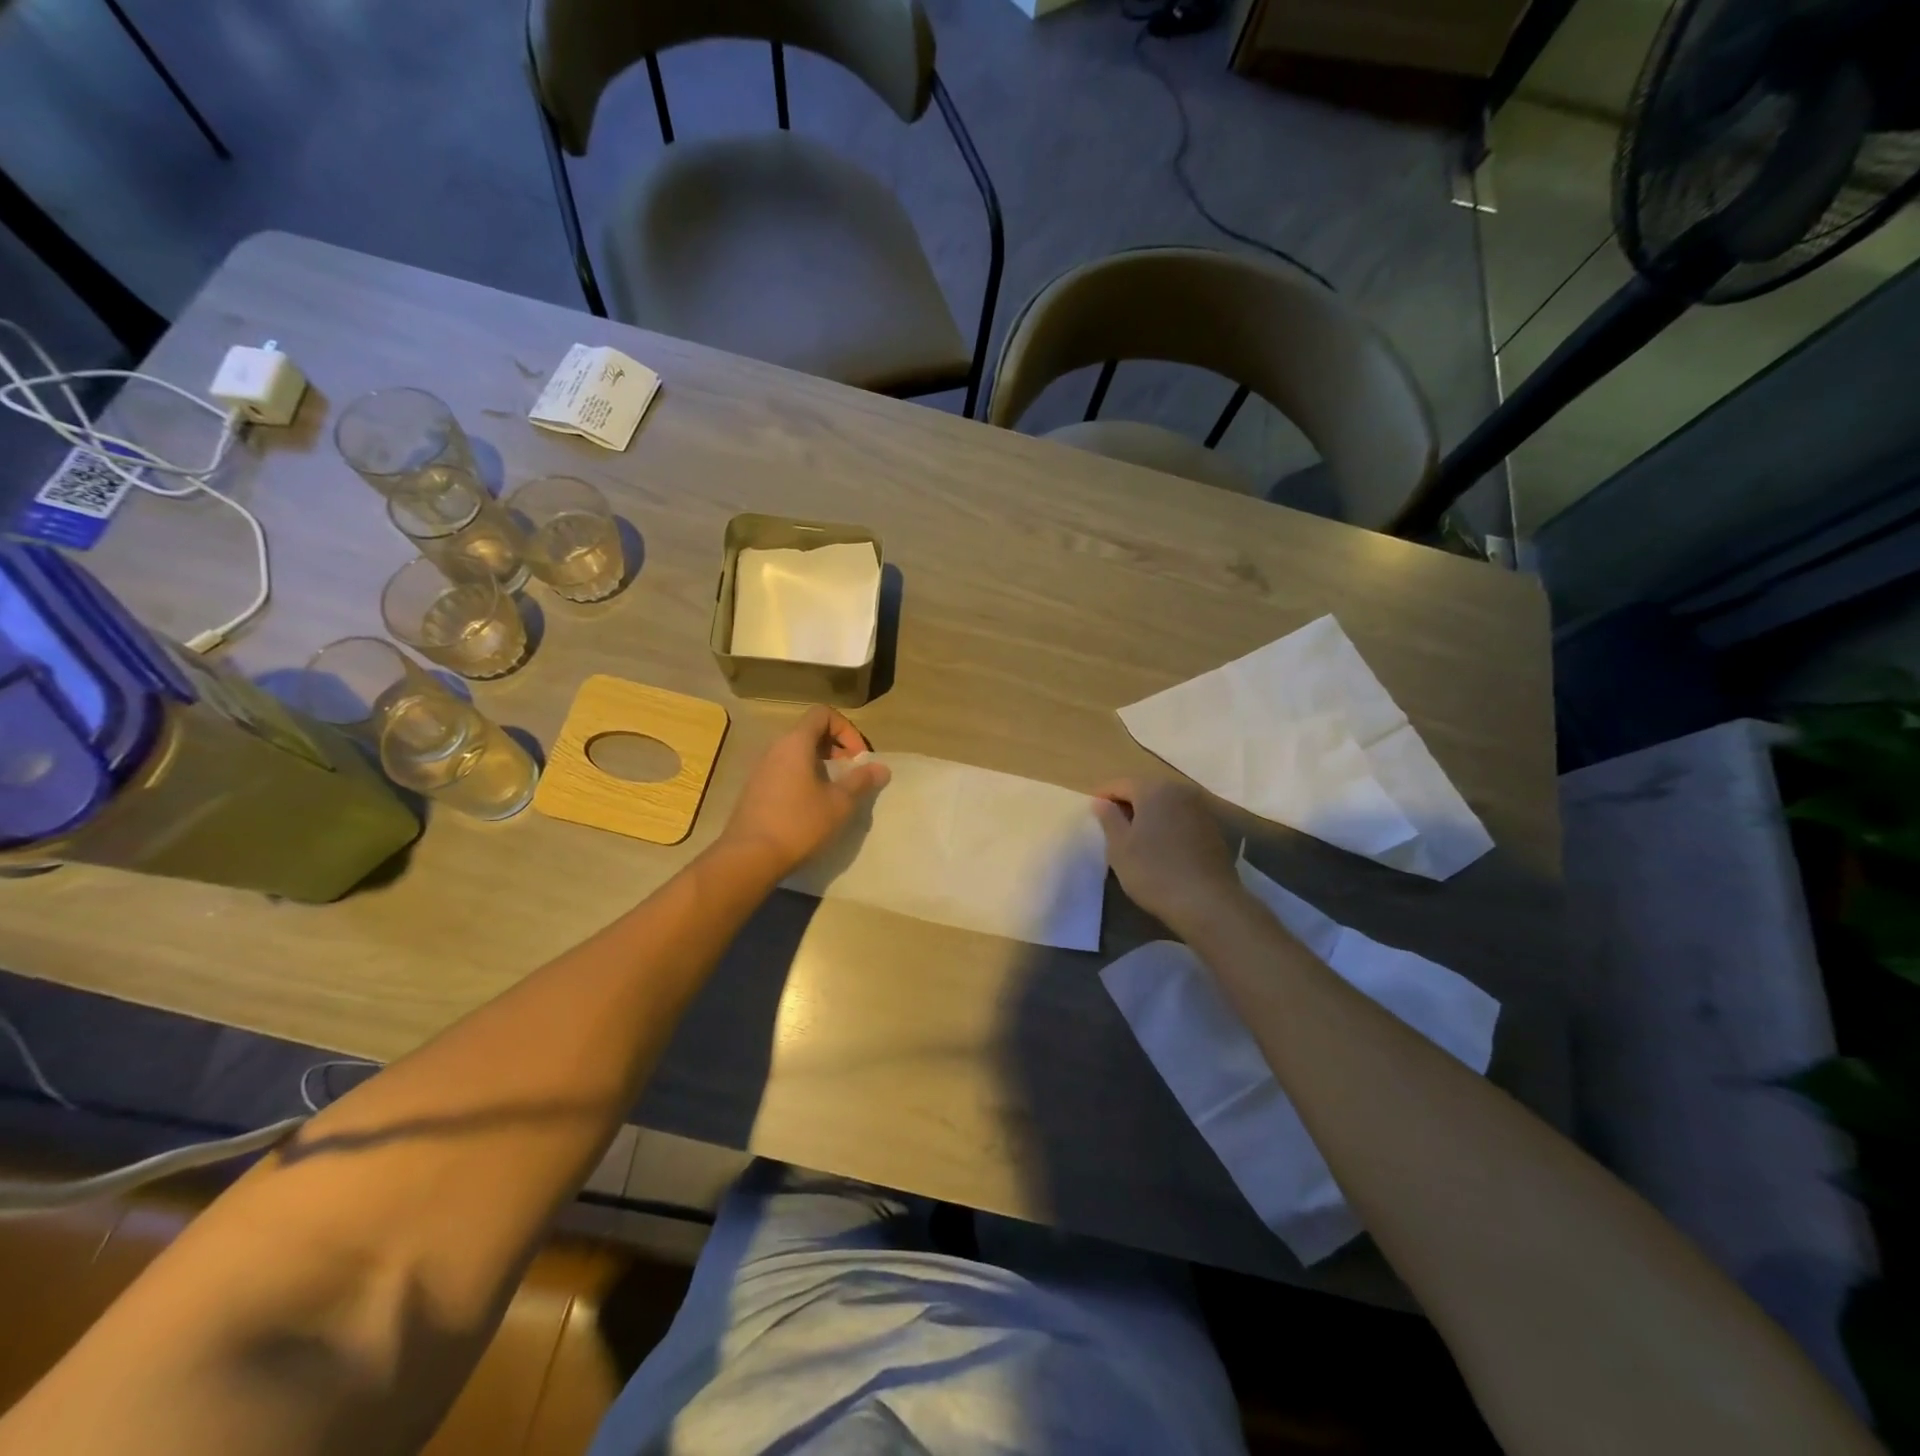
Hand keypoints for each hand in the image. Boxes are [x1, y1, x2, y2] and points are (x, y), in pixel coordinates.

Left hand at [718, 705, 890, 878]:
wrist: (749, 858)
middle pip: (810, 733)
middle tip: (851, 775)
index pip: (823, 713)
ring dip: (821, 766)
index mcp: (795, 743)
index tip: (858, 757)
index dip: (846, 729)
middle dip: (836, 748)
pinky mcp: (755, 790)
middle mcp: (775, 749)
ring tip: (835, 793)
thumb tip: (881, 768)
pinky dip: (803, 778)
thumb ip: (861, 781)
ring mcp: (761, 769)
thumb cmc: (799, 823)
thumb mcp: (839, 803)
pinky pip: (784, 771)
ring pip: (797, 754)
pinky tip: (812, 807)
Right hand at [1093, 778, 1241, 933]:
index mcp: (1153, 789)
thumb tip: (1101, 802)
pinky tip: (1160, 847)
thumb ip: (1108, 819)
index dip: (1103, 797)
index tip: (1092, 814)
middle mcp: (1179, 790)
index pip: (1120, 784)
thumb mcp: (1119, 847)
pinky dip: (1167, 825)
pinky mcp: (1213, 828)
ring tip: (1134, 838)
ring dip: (1148, 815)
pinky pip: (1181, 818)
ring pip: (1165, 804)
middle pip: (1145, 790)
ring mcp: (1200, 808)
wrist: (1208, 902)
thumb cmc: (1154, 872)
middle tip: (1111, 826)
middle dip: (1127, 804)